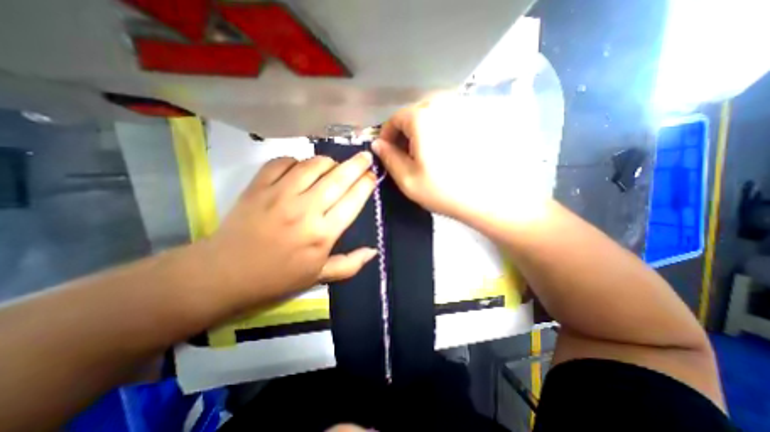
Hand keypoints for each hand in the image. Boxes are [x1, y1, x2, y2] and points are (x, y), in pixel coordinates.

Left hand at [200, 154, 376, 311]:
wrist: (225, 273)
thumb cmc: (278, 277)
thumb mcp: (319, 276)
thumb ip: (350, 264)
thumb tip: (374, 251)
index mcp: (322, 234)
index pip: (353, 201)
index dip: (366, 184)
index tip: (372, 176)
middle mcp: (305, 210)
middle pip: (338, 178)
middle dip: (357, 164)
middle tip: (365, 156)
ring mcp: (280, 195)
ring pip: (313, 165)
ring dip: (328, 162)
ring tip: (333, 165)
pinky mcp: (258, 186)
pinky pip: (283, 162)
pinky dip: (296, 161)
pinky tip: (300, 168)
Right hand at [374, 94, 550, 229]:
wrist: (490, 198)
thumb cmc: (444, 190)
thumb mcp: (407, 179)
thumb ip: (388, 158)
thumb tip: (377, 144)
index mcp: (422, 116)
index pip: (395, 118)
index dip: (387, 135)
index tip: (387, 152)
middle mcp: (443, 103)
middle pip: (414, 113)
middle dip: (405, 133)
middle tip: (407, 156)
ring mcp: (464, 108)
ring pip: (432, 114)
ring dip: (423, 131)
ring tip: (426, 154)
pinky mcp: (477, 117)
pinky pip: (450, 117)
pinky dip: (440, 130)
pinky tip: (446, 150)